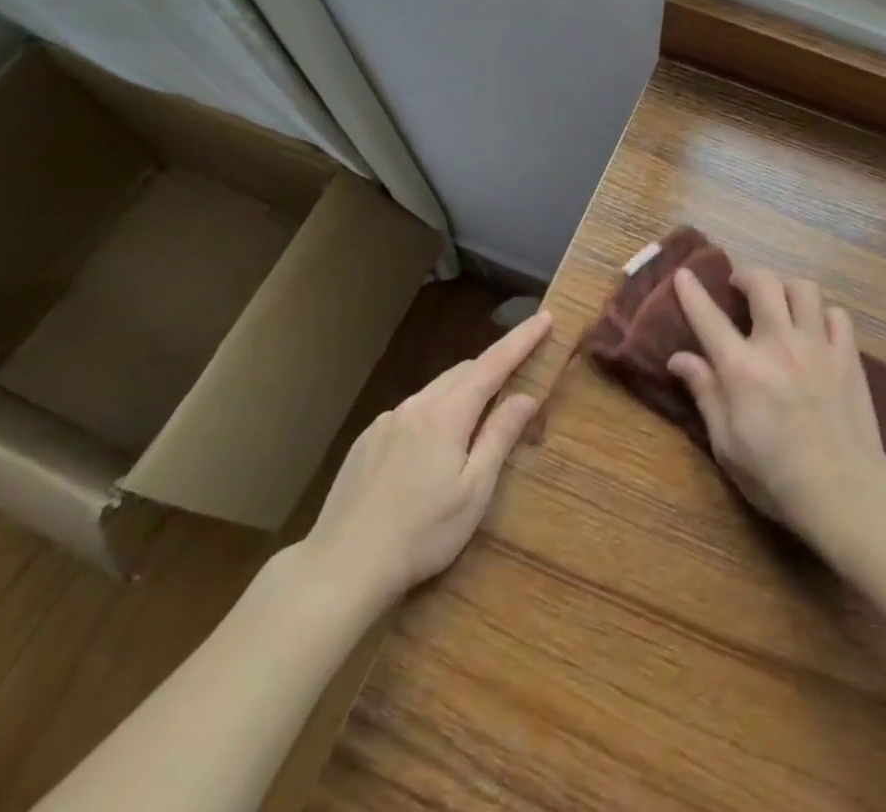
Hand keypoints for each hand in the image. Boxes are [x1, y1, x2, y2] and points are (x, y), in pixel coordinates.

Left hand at [291, 309, 552, 608]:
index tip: (545, 318)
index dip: (521, 340)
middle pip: (462, 372)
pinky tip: (427, 453)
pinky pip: (409, 413)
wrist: (340, 568)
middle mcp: (414, 406)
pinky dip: (431, 415)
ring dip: (460, 394)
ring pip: (434, 392)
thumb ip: (500, 436)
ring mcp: (385, 422)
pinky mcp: (365, 441)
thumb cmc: (420, 534)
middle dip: (491, 369)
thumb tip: (526, 396)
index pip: (492, 364)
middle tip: (516, 377)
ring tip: (473, 423)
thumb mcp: (474, 491)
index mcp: (446, 415)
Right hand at [669, 266, 885, 548]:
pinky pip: (837, 315)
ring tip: (780, 301)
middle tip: (739, 286)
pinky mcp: (848, 356)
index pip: (709, 318)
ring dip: (786, 288)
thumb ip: (705, 393)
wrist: (844, 490)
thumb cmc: (775, 475)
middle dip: (746, 275)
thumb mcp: (726, 444)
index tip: (683, 274)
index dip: (692, 292)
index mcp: (742, 368)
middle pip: (763, 283)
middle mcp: (779, 344)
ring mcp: (818, 346)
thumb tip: (678, 358)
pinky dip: (823, 314)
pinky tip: (817, 329)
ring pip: (803, 289)